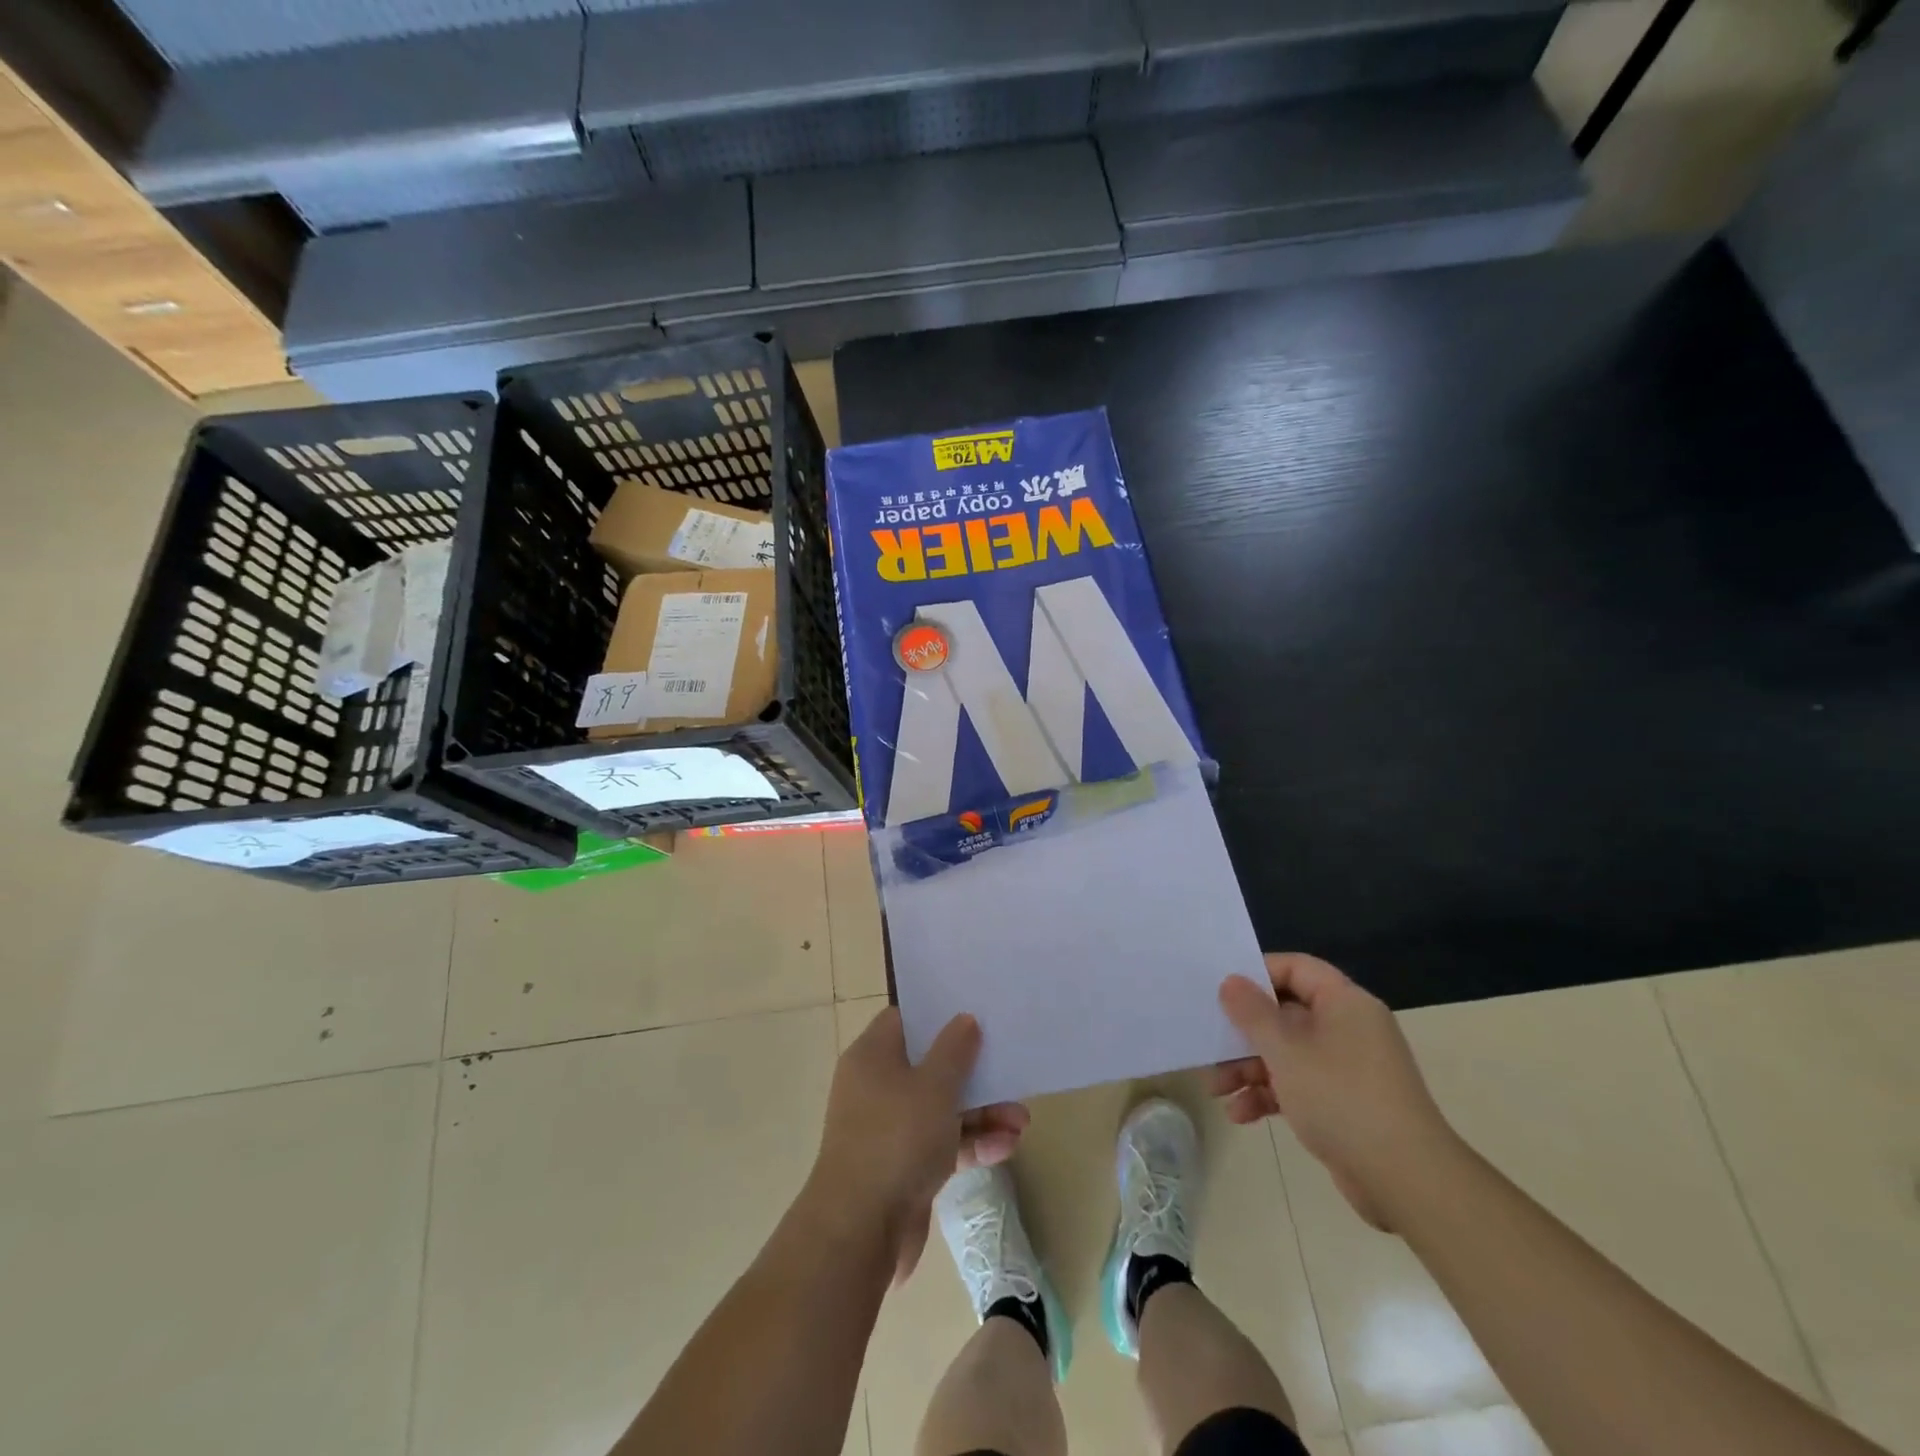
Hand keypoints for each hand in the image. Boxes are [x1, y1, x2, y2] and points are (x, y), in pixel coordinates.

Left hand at [810, 1007, 1028, 1282]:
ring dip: (982, 1112)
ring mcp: (891, 1129)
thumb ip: (954, 1049)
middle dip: (974, 1071)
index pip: (906, 1020)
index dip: (939, 1014)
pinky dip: (973, 1143)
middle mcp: (878, 1087)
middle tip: (1011, 1070)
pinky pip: (944, 1144)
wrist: (861, 1230)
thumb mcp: (934, 1085)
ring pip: (943, 1108)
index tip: (976, 1011)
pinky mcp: (905, 1167)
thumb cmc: (896, 1138)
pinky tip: (1008, 1146)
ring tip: (1022, 1120)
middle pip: (931, 1065)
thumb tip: (965, 1019)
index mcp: (873, 1057)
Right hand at [1212, 953, 1454, 1230]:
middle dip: (1244, 1033)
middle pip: (1285, 1014)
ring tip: (1216, 1089)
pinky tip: (1240, 1114)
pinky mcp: (1345, 1104)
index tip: (1222, 988)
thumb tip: (1231, 981)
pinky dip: (1270, 1095)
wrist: (1407, 1181)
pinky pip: (1299, 1086)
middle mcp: (1349, 1028)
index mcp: (1344, 1003)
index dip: (1257, 973)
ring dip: (1249, 1068)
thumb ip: (1252, 1013)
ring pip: (1287, 1053)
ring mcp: (1348, 1068)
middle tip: (1210, 1043)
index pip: (1296, 968)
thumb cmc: (1341, 1098)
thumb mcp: (1285, 1050)